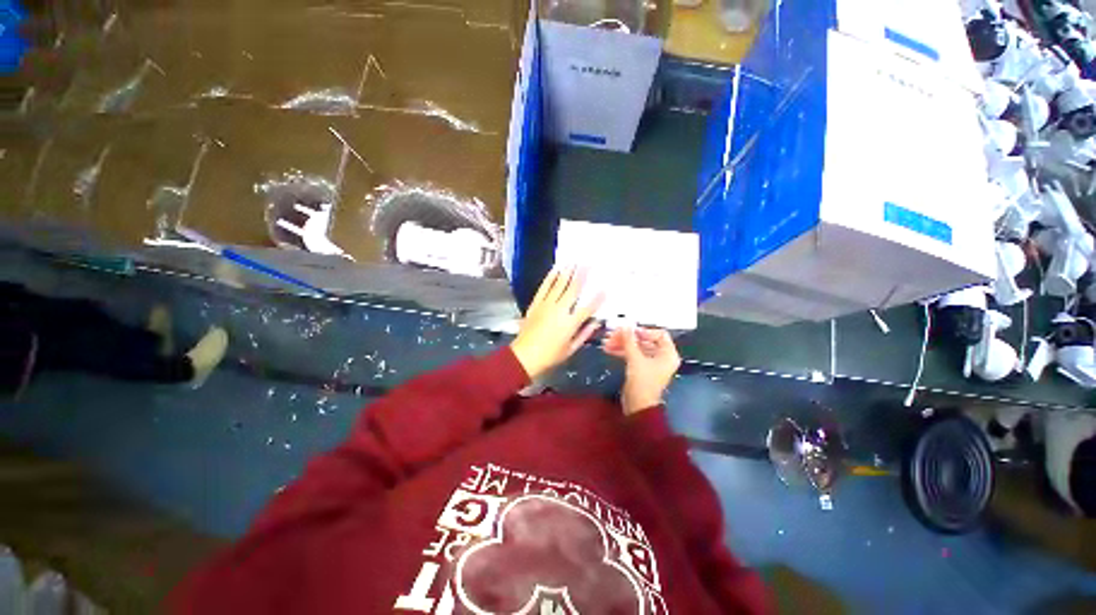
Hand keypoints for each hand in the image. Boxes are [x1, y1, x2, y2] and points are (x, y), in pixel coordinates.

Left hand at [511, 267, 603, 380]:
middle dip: (582, 275)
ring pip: (559, 284)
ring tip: (574, 261)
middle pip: (573, 289)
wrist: (524, 355)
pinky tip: (556, 269)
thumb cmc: (549, 355)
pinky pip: (544, 287)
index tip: (605, 288)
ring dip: (568, 272)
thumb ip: (584, 334)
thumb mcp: (570, 349)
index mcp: (570, 323)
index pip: (588, 308)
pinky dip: (551, 277)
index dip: (598, 298)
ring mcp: (546, 305)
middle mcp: (560, 310)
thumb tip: (595, 323)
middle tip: (589, 263)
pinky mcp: (536, 303)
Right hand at [603, 327, 680, 414]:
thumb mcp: (635, 358)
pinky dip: (621, 351)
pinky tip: (608, 349)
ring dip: (621, 344)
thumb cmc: (642, 382)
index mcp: (668, 354)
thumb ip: (629, 340)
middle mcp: (661, 357)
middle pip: (644, 340)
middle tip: (613, 334)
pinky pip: (632, 355)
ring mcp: (651, 363)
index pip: (659, 334)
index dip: (644, 331)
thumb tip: (625, 325)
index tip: (630, 330)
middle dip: (627, 337)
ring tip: (606, 342)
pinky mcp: (641, 368)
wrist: (637, 406)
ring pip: (636, 347)